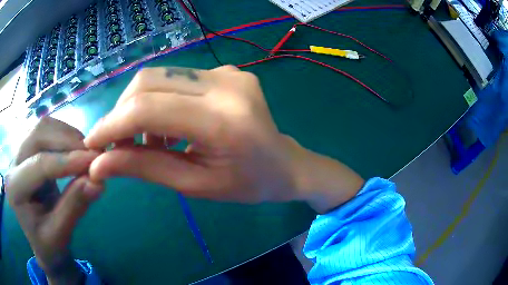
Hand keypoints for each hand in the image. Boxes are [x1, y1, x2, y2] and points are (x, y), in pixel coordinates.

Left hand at [6, 117, 102, 283]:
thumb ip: (74, 208)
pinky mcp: (29, 150)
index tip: (95, 161)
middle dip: (67, 140)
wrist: (39, 241)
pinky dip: (66, 136)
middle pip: (38, 134)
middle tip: (93, 153)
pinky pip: (47, 131)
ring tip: (87, 152)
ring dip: (68, 135)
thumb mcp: (59, 235)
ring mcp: (20, 153)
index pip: (38, 165)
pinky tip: (77, 150)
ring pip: (43, 127)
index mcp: (14, 189)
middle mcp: (13, 163)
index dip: (66, 161)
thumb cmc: (47, 245)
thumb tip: (97, 182)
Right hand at [85, 66, 363, 210]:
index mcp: (223, 120)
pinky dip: (159, 100)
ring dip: (138, 107)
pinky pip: (177, 78)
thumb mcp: (194, 185)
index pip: (147, 109)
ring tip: (143, 141)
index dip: (111, 125)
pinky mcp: (227, 70)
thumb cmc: (246, 185)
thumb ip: (144, 168)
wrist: (285, 165)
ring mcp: (229, 72)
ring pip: (160, 76)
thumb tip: (99, 164)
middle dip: (121, 113)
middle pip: (148, 82)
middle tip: (116, 144)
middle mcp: (226, 84)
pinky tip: (165, 127)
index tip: (92, 143)